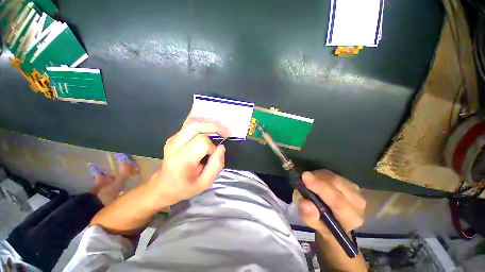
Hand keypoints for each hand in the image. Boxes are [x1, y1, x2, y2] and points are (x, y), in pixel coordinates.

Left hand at [146, 116, 229, 209]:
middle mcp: (175, 144)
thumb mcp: (205, 182)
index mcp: (182, 159)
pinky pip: (190, 123)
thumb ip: (216, 165)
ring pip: (193, 121)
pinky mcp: (175, 136)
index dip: (212, 146)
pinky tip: (210, 128)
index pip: (202, 142)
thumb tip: (221, 147)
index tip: (214, 154)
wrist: (164, 185)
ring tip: (220, 129)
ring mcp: (173, 138)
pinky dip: (204, 123)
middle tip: (226, 132)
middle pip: (196, 125)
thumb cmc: (185, 186)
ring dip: (210, 123)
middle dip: (215, 126)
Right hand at [298, 170, 365, 236]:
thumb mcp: (312, 223)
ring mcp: (356, 191)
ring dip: (318, 176)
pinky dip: (321, 174)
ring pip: (334, 177)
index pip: (338, 201)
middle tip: (303, 176)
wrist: (335, 221)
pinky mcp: (350, 183)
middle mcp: (358, 203)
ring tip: (308, 181)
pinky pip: (333, 174)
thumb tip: (306, 203)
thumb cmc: (323, 224)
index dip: (321, 188)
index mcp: (351, 218)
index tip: (305, 176)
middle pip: (337, 184)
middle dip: (318, 178)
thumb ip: (309, 216)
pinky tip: (315, 179)